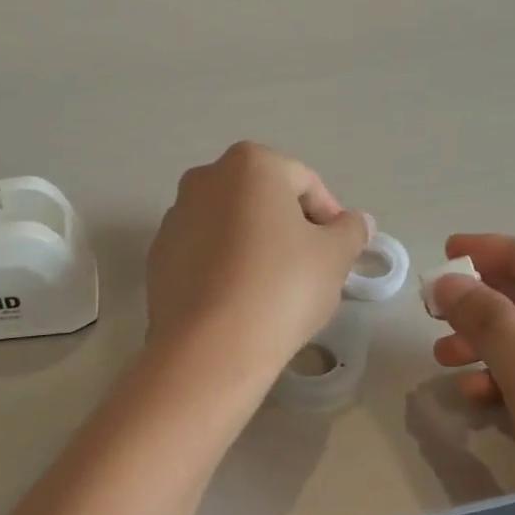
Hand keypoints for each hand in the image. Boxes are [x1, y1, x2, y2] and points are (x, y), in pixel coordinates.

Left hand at [146, 143, 368, 385]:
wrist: (209, 348)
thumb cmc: (281, 288)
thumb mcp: (334, 258)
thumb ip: (351, 231)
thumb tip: (356, 222)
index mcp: (250, 165)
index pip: (304, 182)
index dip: (329, 216)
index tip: (338, 252)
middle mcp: (204, 180)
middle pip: (262, 200)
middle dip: (289, 228)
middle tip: (309, 269)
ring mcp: (174, 219)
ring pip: (230, 227)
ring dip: (255, 247)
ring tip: (273, 291)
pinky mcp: (157, 259)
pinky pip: (204, 255)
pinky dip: (224, 269)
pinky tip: (239, 303)